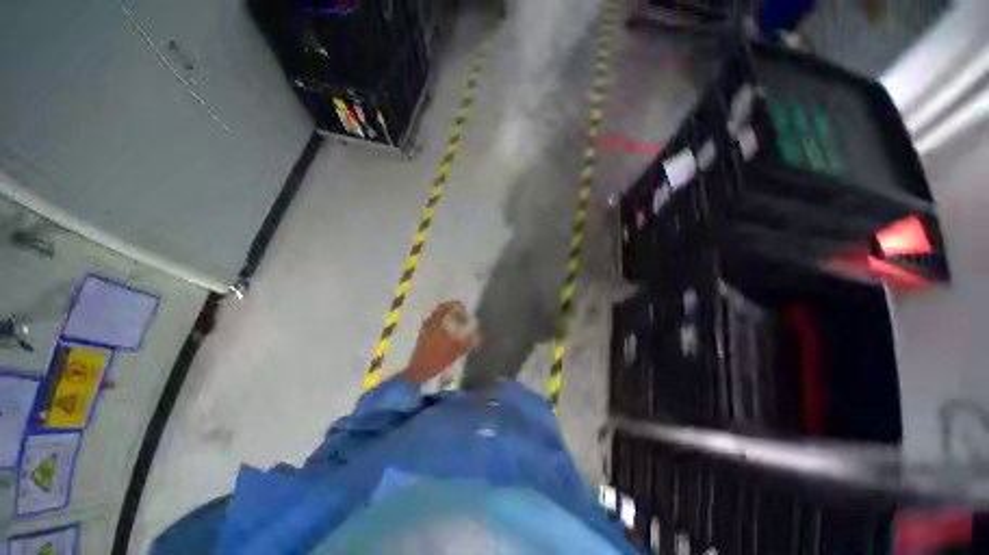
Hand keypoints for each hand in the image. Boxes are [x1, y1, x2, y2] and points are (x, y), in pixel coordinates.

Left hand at [404, 301, 479, 383]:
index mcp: (434, 323)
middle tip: (461, 314)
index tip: (464, 307)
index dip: (454, 305)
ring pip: (436, 318)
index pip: (444, 307)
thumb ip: (469, 342)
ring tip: (456, 323)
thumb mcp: (455, 351)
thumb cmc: (436, 359)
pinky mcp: (422, 337)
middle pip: (440, 311)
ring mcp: (424, 330)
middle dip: (451, 311)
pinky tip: (448, 332)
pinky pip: (433, 324)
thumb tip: (481, 336)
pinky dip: (442, 324)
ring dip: (446, 317)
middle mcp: (428, 323)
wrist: (418, 371)